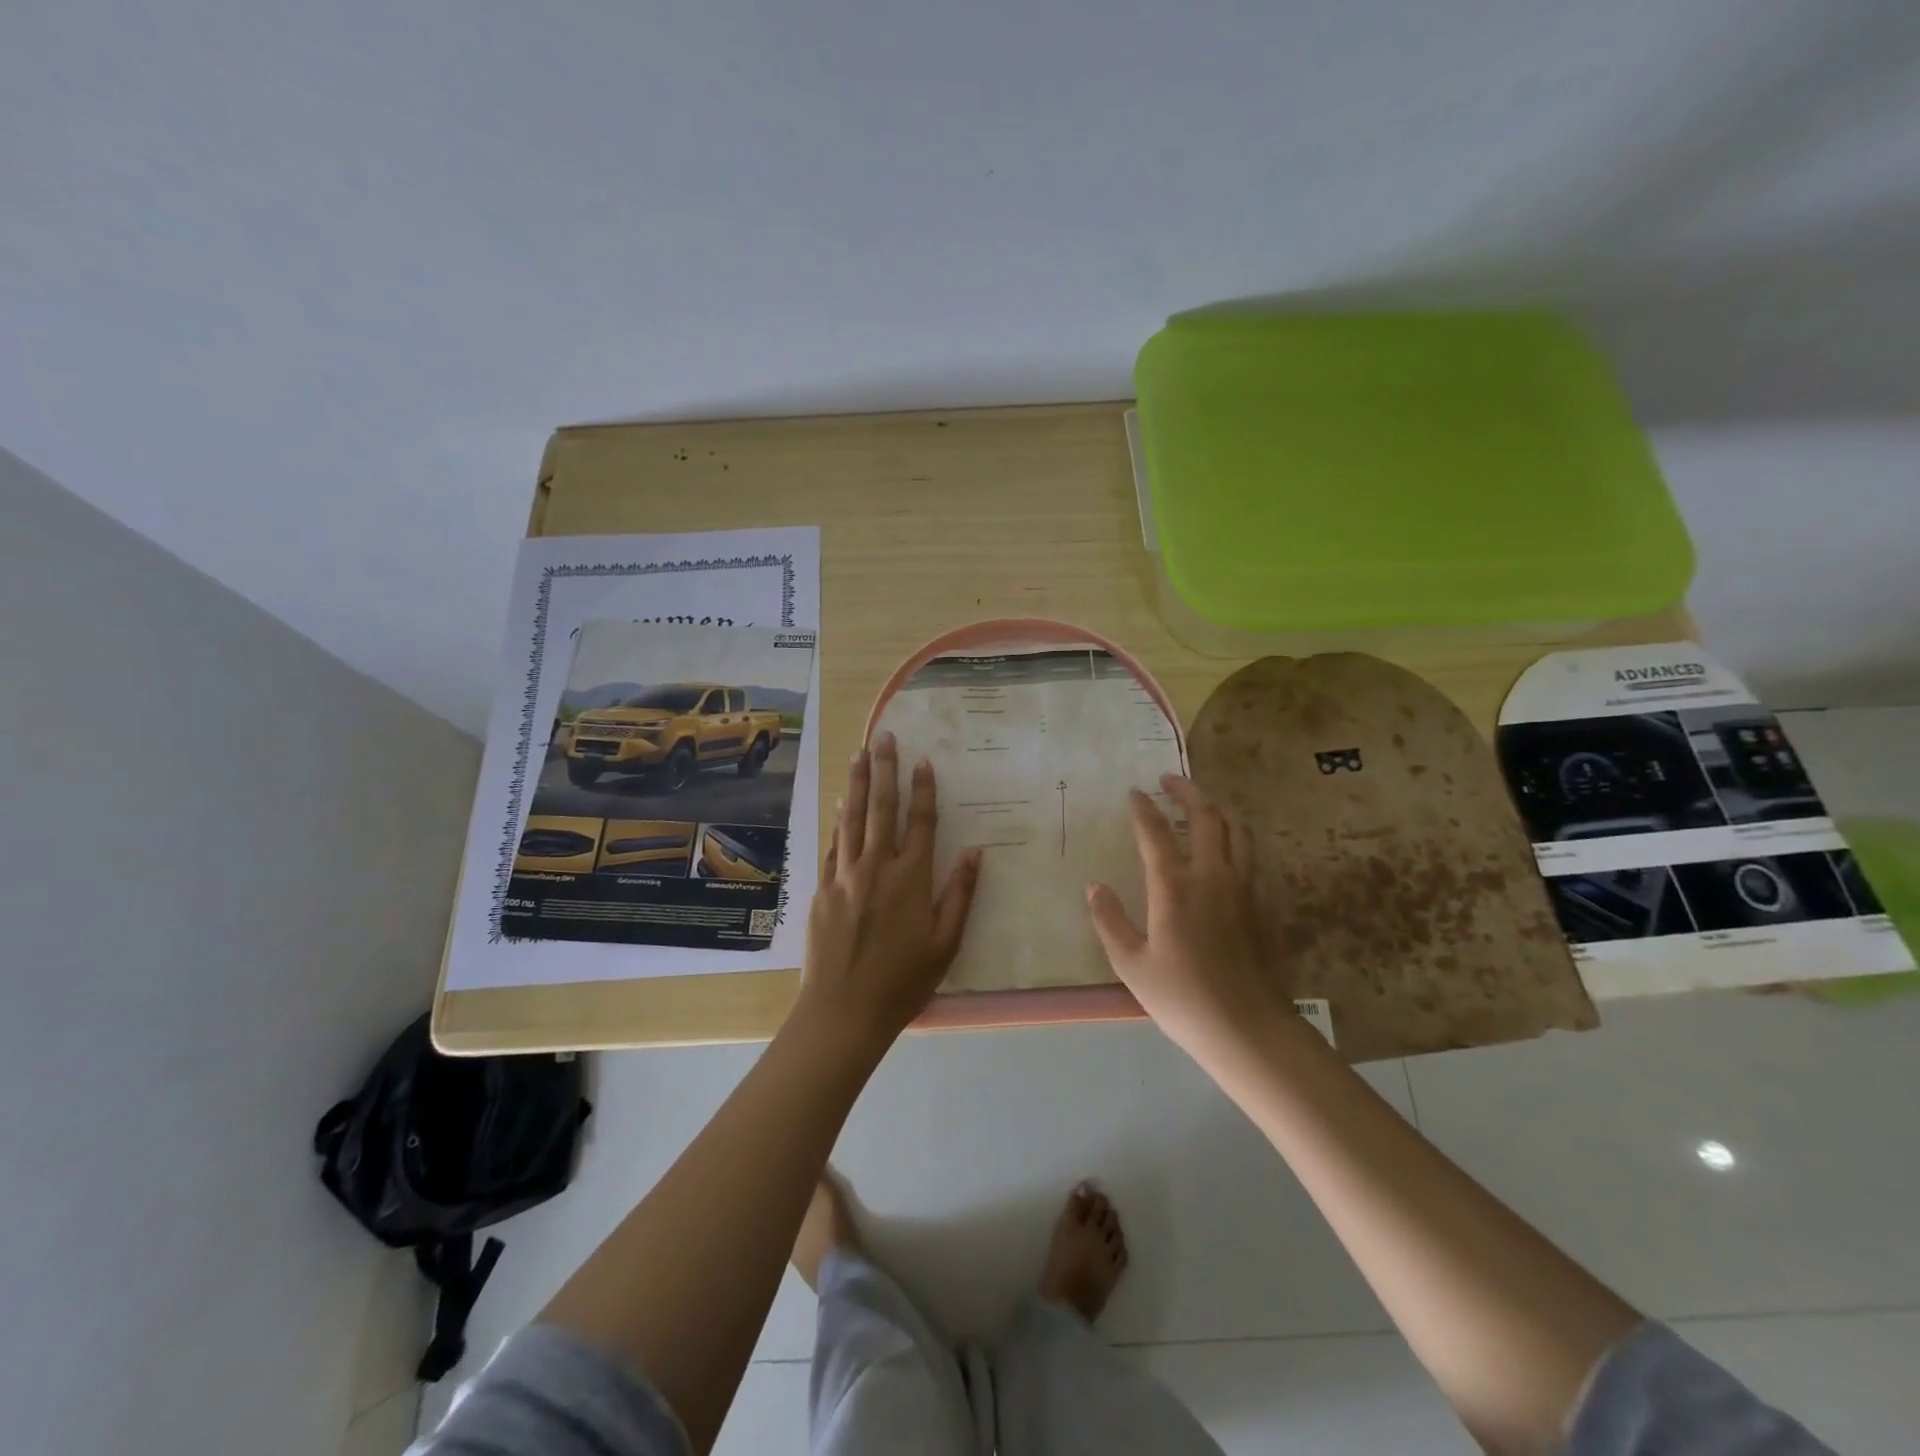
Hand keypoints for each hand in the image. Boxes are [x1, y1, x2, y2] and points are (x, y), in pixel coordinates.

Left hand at [796, 731, 982, 1046]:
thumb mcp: (946, 943)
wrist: (843, 1010)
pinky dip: (839, 821)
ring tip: (859, 754)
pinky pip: (833, 845)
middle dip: (885, 770)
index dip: (923, 790)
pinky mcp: (823, 889)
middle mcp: (876, 867)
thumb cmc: (903, 981)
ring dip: (857, 784)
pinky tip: (841, 806)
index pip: (919, 822)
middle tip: (884, 738)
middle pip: (881, 809)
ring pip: (852, 819)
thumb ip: (960, 894)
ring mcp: (844, 876)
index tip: (923, 761)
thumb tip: (974, 852)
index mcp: (910, 878)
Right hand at [1085, 775, 1292, 1061]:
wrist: (1248, 1030)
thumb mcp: (1131, 964)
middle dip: (1187, 791)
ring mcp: (1245, 888)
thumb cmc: (1182, 998)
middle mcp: (1213, 876)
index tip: (1134, 792)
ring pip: (1237, 831)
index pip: (1155, 832)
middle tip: (1169, 780)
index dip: (1143, 808)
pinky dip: (1236, 841)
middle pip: (1206, 816)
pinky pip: (1252, 857)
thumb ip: (1110, 921)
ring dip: (1217, 811)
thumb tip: (1094, 887)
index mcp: (1175, 887)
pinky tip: (1227, 852)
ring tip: (1201, 807)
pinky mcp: (1264, 905)